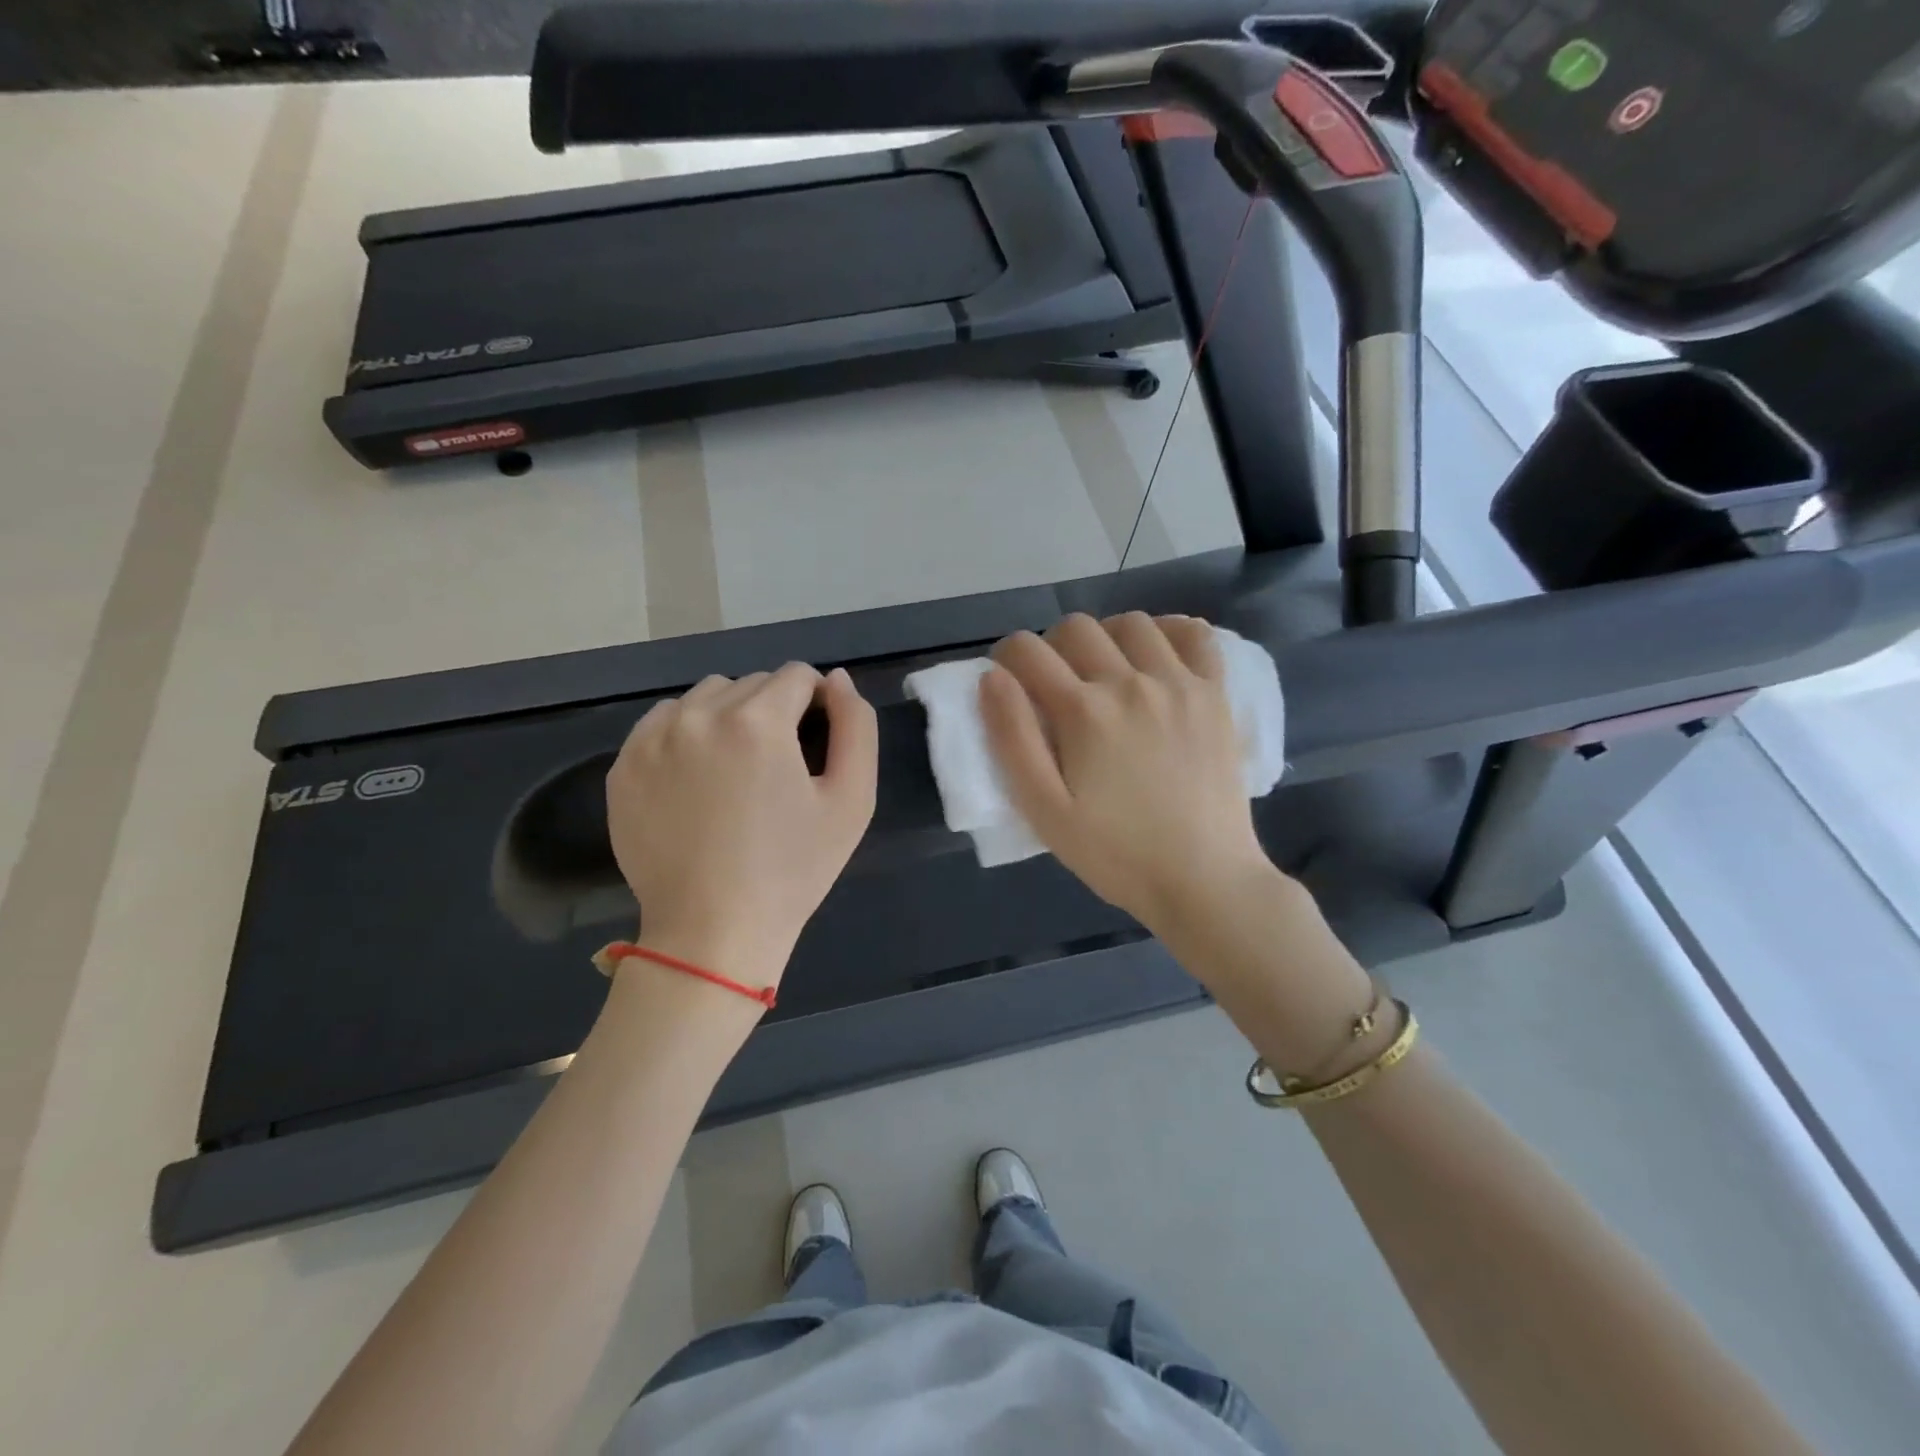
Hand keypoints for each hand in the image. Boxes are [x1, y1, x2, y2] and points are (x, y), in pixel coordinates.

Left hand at [607, 663, 877, 991]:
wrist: (713, 931)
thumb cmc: (793, 869)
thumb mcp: (852, 800)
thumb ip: (857, 726)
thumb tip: (836, 680)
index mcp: (758, 721)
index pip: (796, 676)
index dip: (816, 704)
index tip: (815, 743)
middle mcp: (699, 715)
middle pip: (751, 684)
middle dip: (774, 710)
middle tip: (778, 767)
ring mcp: (652, 739)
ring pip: (705, 697)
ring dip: (729, 716)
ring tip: (736, 770)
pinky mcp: (623, 766)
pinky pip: (663, 722)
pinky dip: (686, 734)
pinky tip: (697, 779)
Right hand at [980, 613, 1272, 933]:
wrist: (1203, 879)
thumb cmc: (1115, 853)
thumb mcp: (1044, 810)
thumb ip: (1012, 739)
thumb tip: (992, 677)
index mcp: (1083, 711)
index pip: (1026, 650)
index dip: (1006, 657)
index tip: (1009, 682)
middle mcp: (1130, 682)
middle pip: (1076, 627)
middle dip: (1052, 647)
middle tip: (1055, 686)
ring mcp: (1179, 683)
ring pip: (1132, 623)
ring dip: (1106, 637)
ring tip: (1105, 672)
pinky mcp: (1215, 694)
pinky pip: (1195, 635)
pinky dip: (1171, 632)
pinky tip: (1158, 658)